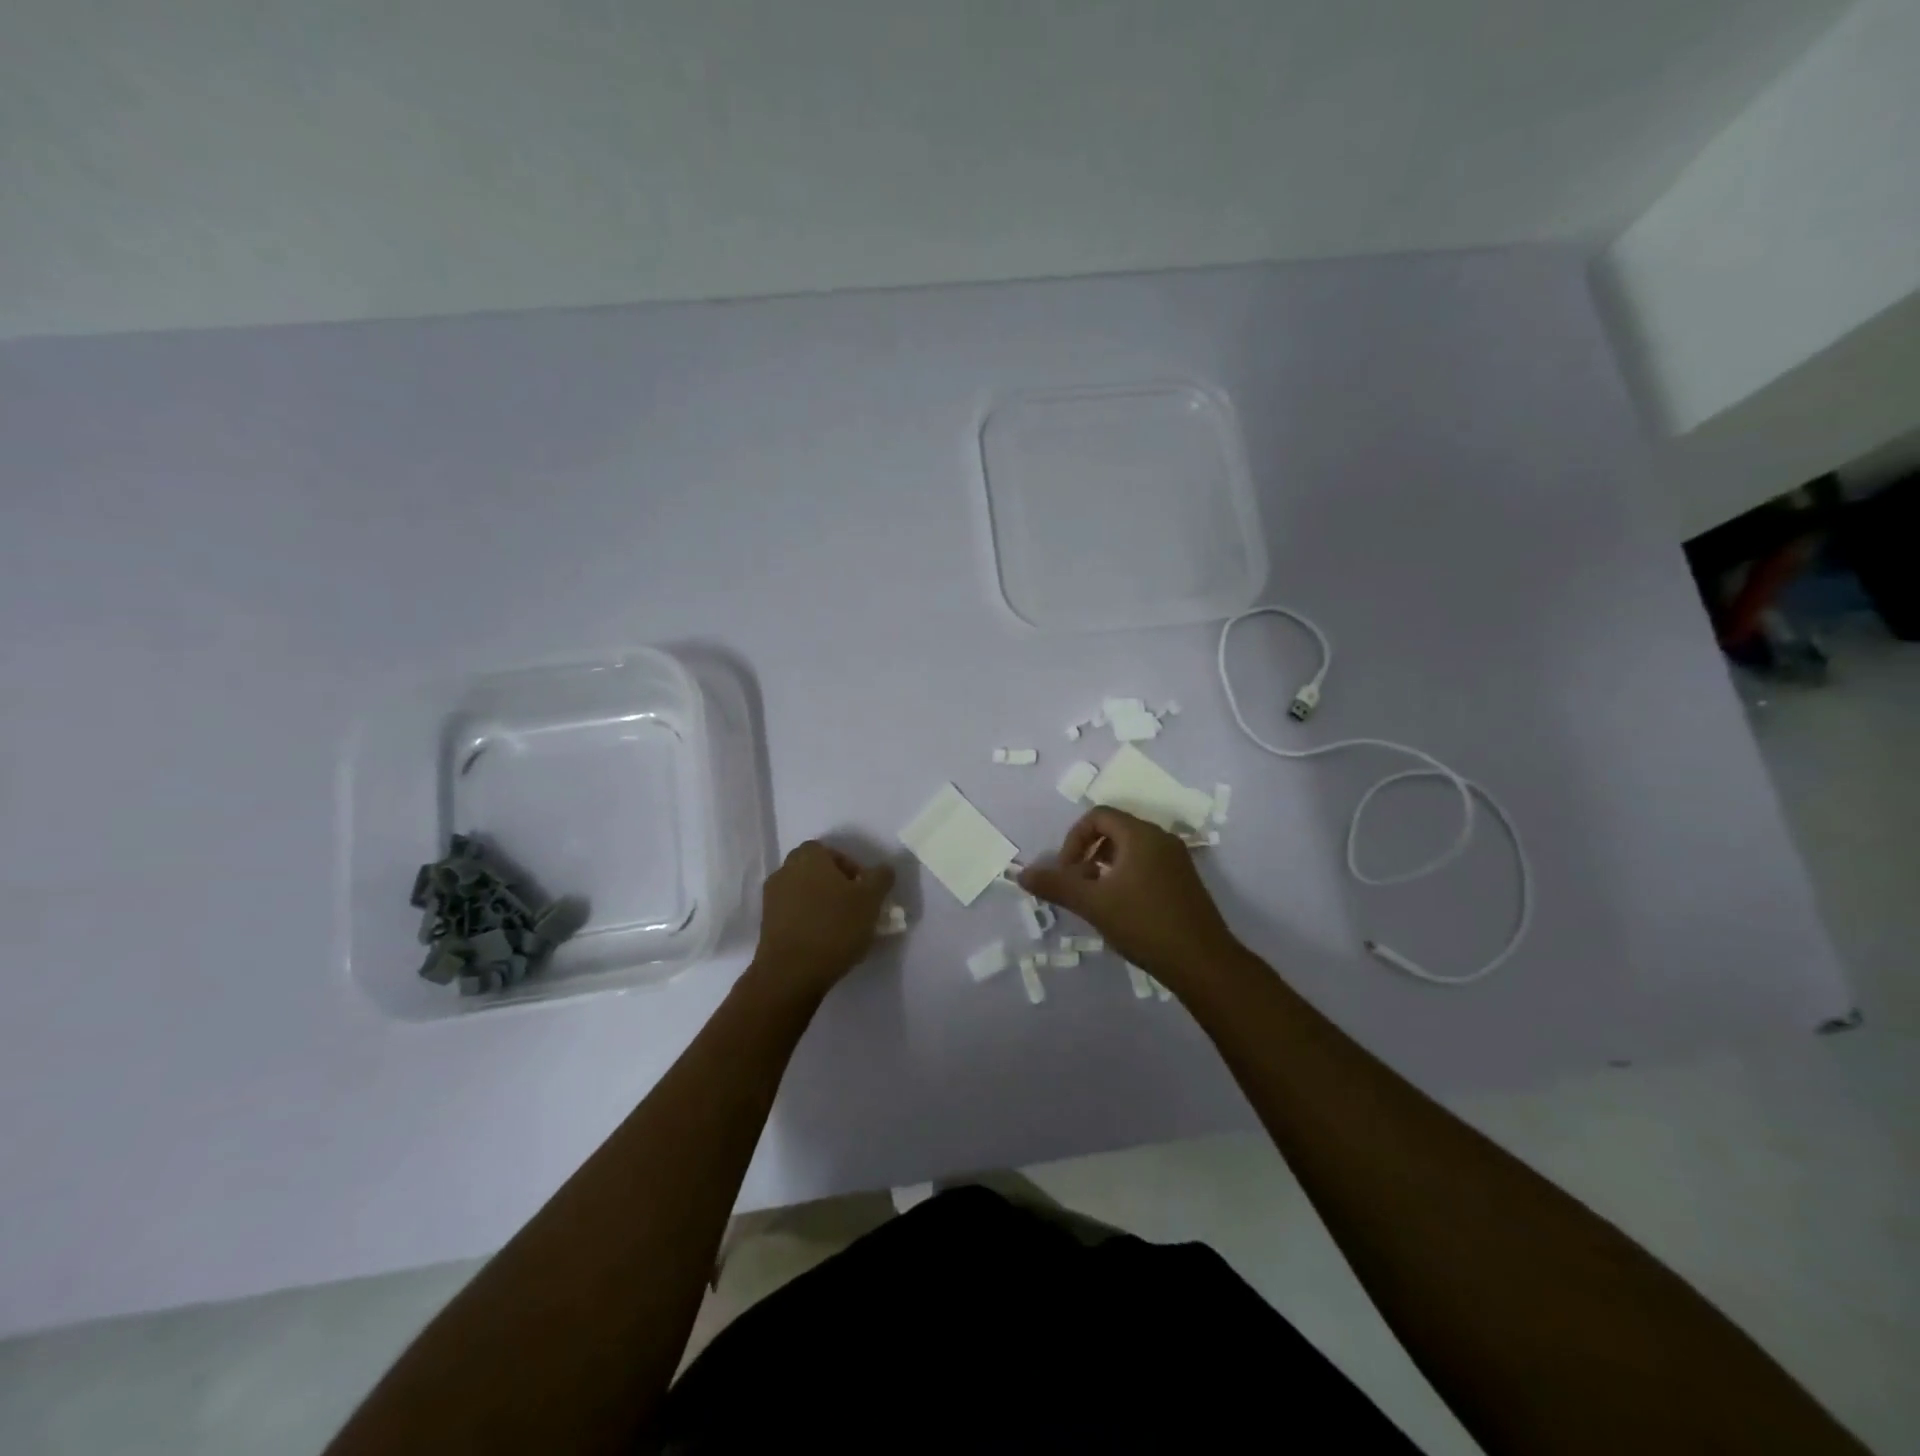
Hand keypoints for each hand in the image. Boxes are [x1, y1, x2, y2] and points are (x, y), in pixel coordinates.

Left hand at [749, 841, 896, 999]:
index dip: (851, 868)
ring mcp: (772, 898)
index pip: (832, 852)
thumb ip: (881, 878)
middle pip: (817, 872)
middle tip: (855, 907)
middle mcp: (785, 871)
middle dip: (837, 886)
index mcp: (808, 857)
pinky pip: (794, 914)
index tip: (864, 891)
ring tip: (842, 928)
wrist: (791, 973)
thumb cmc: (835, 927)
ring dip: (822, 904)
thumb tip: (883, 870)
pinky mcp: (766, 924)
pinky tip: (824, 941)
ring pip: (805, 893)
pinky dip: (809, 921)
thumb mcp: (870, 899)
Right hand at [1018, 807, 1241, 985]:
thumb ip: (1056, 885)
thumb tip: (1021, 873)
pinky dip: (1125, 876)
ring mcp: (1176, 861)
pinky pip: (1147, 865)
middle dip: (1087, 853)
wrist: (1203, 963)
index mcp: (1141, 835)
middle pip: (1114, 830)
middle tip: (1077, 885)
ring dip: (1105, 866)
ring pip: (1131, 849)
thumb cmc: (1144, 924)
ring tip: (1095, 899)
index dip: (1074, 839)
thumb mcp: (1093, 904)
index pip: (1098, 816)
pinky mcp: (1184, 882)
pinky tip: (1121, 910)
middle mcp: (1161, 839)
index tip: (1067, 872)